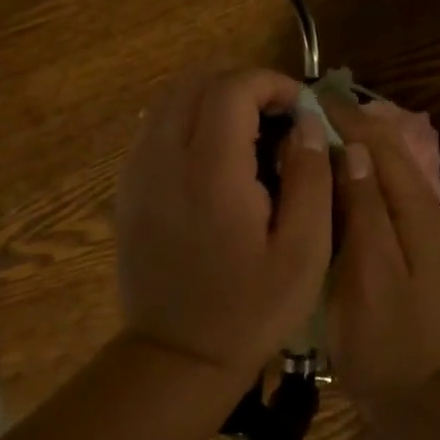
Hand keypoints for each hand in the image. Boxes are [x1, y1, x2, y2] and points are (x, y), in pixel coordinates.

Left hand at [115, 68, 332, 385]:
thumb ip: (311, 177)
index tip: (301, 107)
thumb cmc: (251, 309)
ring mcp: (138, 171)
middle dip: (244, 85)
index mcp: (211, 172)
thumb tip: (306, 123)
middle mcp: (165, 159)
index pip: (232, 89)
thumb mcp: (305, 251)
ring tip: (250, 130)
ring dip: (214, 98)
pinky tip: (216, 154)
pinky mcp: (128, 187)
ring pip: (171, 99)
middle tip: (279, 116)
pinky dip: (189, 119)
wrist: (177, 357)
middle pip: (197, 82)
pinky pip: (156, 126)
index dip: (272, 84)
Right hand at [321, 97, 439, 408]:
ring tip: (306, 135)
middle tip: (301, 111)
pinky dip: (350, 177)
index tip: (310, 97)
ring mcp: (416, 228)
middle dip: (348, 127)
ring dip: (348, 148)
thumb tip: (354, 149)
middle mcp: (424, 210)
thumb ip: (365, 208)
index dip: (349, 118)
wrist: (416, 393)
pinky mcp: (403, 244)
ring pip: (381, 171)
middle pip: (386, 153)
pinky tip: (322, 179)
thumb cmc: (386, 336)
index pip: (383, 146)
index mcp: (419, 211)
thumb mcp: (371, 271)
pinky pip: (376, 195)